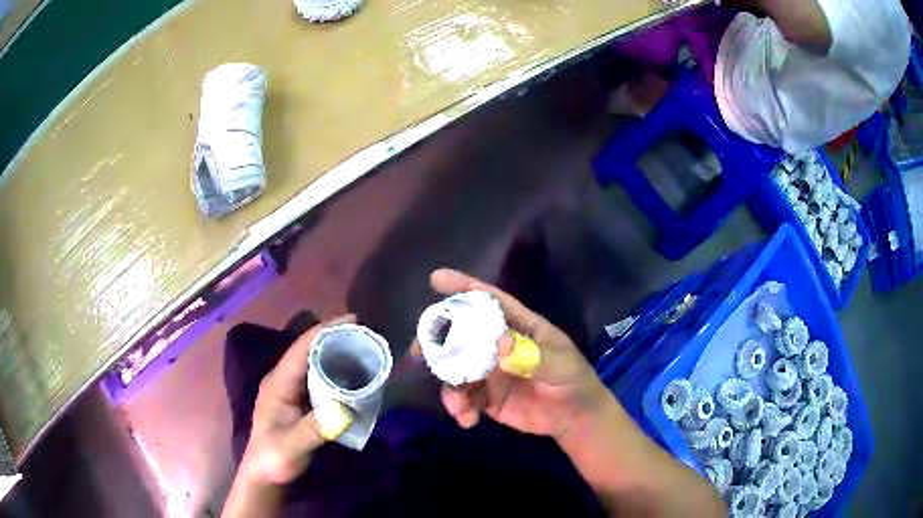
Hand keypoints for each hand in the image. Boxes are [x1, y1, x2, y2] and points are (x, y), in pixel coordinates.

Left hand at [238, 315, 355, 486]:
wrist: (265, 475)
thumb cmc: (274, 459)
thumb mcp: (292, 447)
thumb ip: (314, 430)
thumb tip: (344, 410)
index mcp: (278, 383)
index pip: (301, 348)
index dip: (325, 331)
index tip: (353, 321)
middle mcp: (284, 380)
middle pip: (309, 350)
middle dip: (335, 338)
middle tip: (366, 336)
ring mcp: (292, 390)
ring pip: (315, 363)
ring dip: (337, 353)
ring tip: (365, 350)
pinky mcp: (300, 401)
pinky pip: (320, 378)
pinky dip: (336, 371)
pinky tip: (354, 375)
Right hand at [425, 268, 609, 440]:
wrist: (574, 418)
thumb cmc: (572, 381)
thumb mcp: (560, 364)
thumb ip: (533, 355)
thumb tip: (500, 344)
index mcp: (518, 327)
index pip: (490, 302)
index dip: (465, 288)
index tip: (437, 279)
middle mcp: (498, 345)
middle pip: (462, 333)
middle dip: (438, 339)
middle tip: (421, 350)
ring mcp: (490, 372)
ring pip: (457, 369)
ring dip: (449, 384)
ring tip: (456, 403)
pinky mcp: (486, 397)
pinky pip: (463, 397)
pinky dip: (459, 407)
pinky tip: (467, 419)